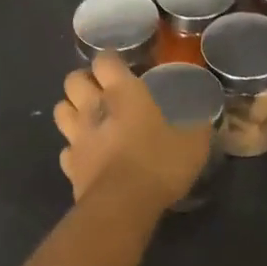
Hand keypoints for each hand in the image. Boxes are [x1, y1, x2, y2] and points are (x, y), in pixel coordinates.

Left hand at [53, 52, 212, 209]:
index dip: (110, 60)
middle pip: (73, 80)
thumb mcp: (193, 144)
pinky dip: (74, 149)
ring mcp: (77, 137)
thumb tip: (205, 121)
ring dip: (72, 109)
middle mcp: (94, 107)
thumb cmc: (159, 163)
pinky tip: (88, 155)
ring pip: (60, 110)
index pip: (104, 60)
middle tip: (102, 90)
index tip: (121, 66)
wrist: (122, 205)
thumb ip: (197, 128)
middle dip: (84, 81)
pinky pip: (66, 149)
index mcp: (123, 92)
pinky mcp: (69, 166)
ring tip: (89, 118)